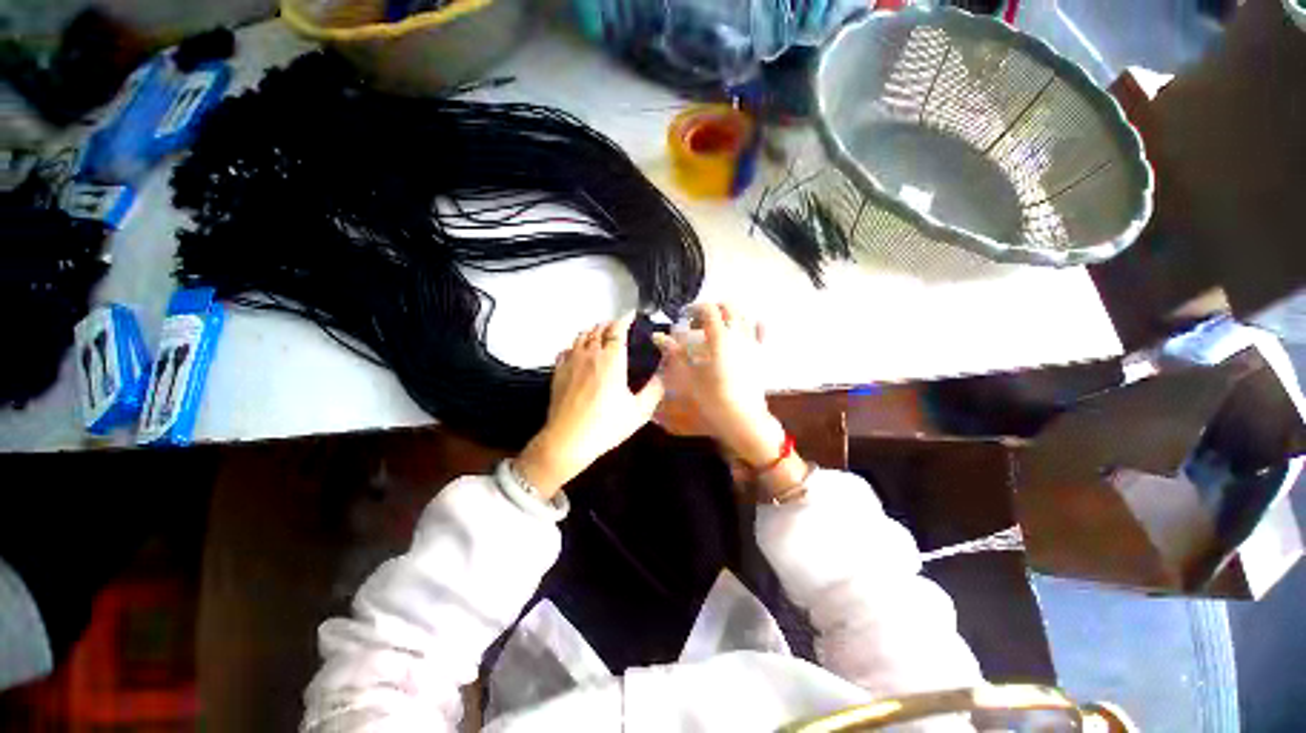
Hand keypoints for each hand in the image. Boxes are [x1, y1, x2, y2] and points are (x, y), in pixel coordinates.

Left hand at [516, 314, 664, 497]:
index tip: (631, 315)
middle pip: (598, 329)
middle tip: (619, 328)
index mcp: (612, 359)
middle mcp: (590, 354)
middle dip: (609, 325)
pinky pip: (566, 350)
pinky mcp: (558, 372)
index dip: (624, 319)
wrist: (567, 440)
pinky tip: (578, 353)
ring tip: (600, 335)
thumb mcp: (639, 411)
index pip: (617, 329)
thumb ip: (655, 390)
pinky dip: (576, 346)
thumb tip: (663, 375)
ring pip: (581, 336)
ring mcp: (571, 361)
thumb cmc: (606, 425)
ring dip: (593, 332)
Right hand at [652, 303, 785, 468]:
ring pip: (744, 315)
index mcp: (720, 336)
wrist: (741, 417)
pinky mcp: (760, 354)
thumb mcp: (687, 374)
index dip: (696, 308)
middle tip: (699, 321)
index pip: (709, 309)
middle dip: (713, 308)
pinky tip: (744, 330)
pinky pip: (760, 331)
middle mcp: (739, 334)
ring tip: (718, 326)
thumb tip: (657, 336)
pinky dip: (752, 324)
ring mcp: (752, 343)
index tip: (685, 316)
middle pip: (729, 307)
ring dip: (730, 314)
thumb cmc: (711, 396)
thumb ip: (674, 352)